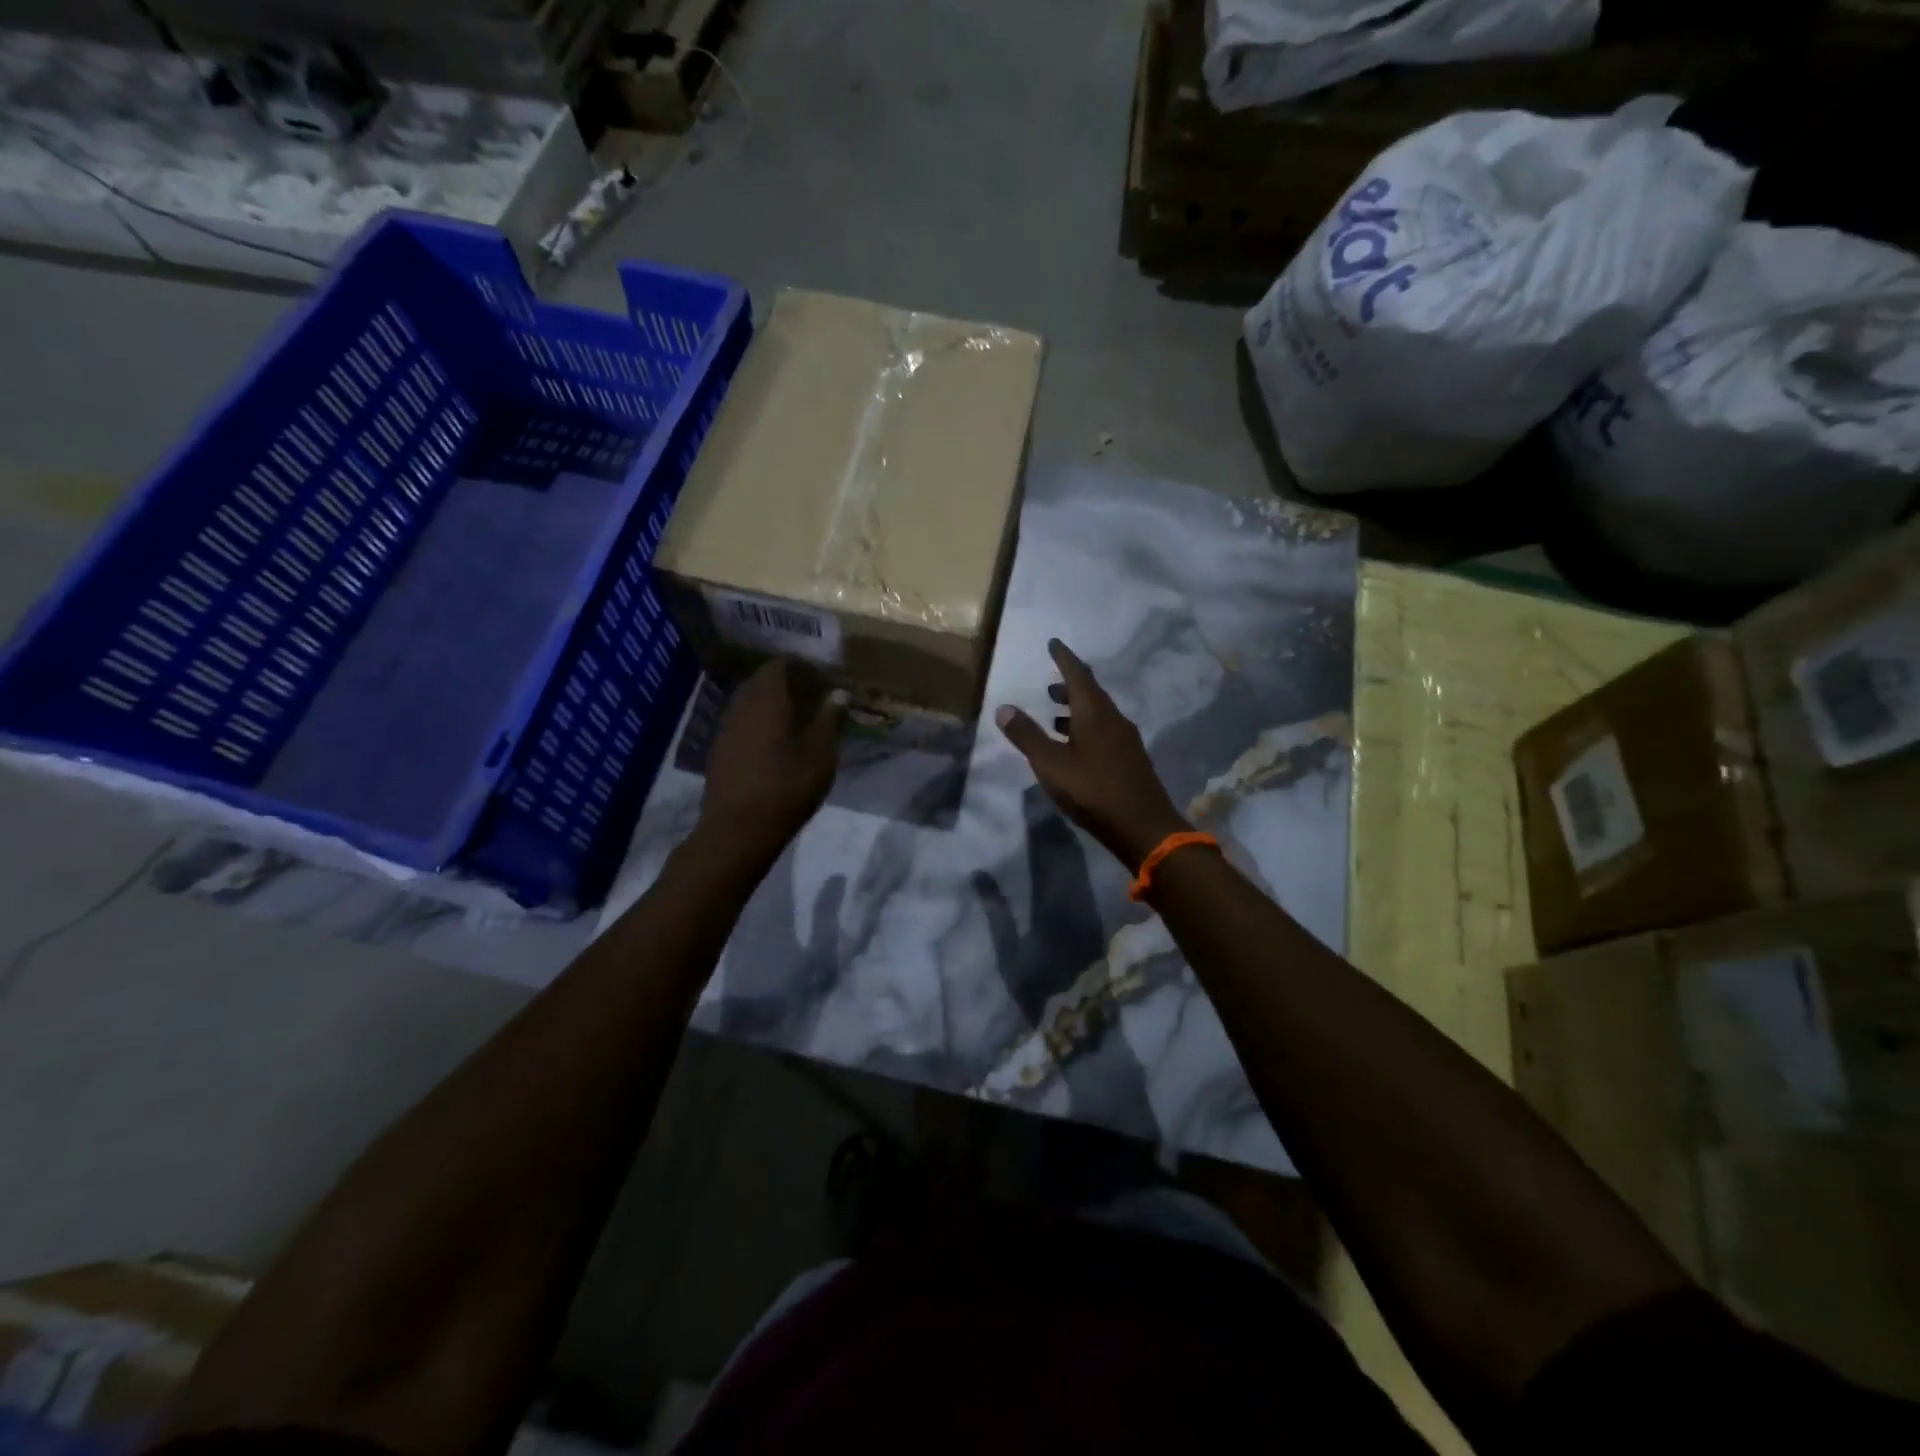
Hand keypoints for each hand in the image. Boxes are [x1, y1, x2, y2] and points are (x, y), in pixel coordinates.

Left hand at [700, 660, 846, 860]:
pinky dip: (758, 722)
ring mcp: (725, 727)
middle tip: (812, 697)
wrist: (738, 829)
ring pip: (749, 701)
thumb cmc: (787, 787)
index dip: (802, 667)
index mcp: (768, 698)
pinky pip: (741, 722)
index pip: (781, 665)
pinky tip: (773, 742)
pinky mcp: (718, 749)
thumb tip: (839, 693)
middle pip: (762, 681)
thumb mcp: (820, 754)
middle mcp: (742, 704)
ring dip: (770, 703)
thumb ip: (830, 719)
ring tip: (796, 720)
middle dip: (786, 683)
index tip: (822, 679)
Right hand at [995, 639, 1188, 870]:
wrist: (1143, 826)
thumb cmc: (1094, 791)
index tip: (1053, 643)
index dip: (1064, 658)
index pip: (1078, 675)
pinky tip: (1075, 745)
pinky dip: (1085, 727)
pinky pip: (1104, 731)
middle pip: (1091, 693)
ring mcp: (1125, 740)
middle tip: (1050, 683)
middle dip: (1069, 685)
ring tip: (1055, 713)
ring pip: (1098, 714)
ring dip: (1076, 709)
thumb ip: (1027, 736)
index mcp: (1095, 714)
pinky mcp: (1129, 759)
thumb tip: (1003, 707)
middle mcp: (1114, 719)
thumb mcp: (1051, 765)